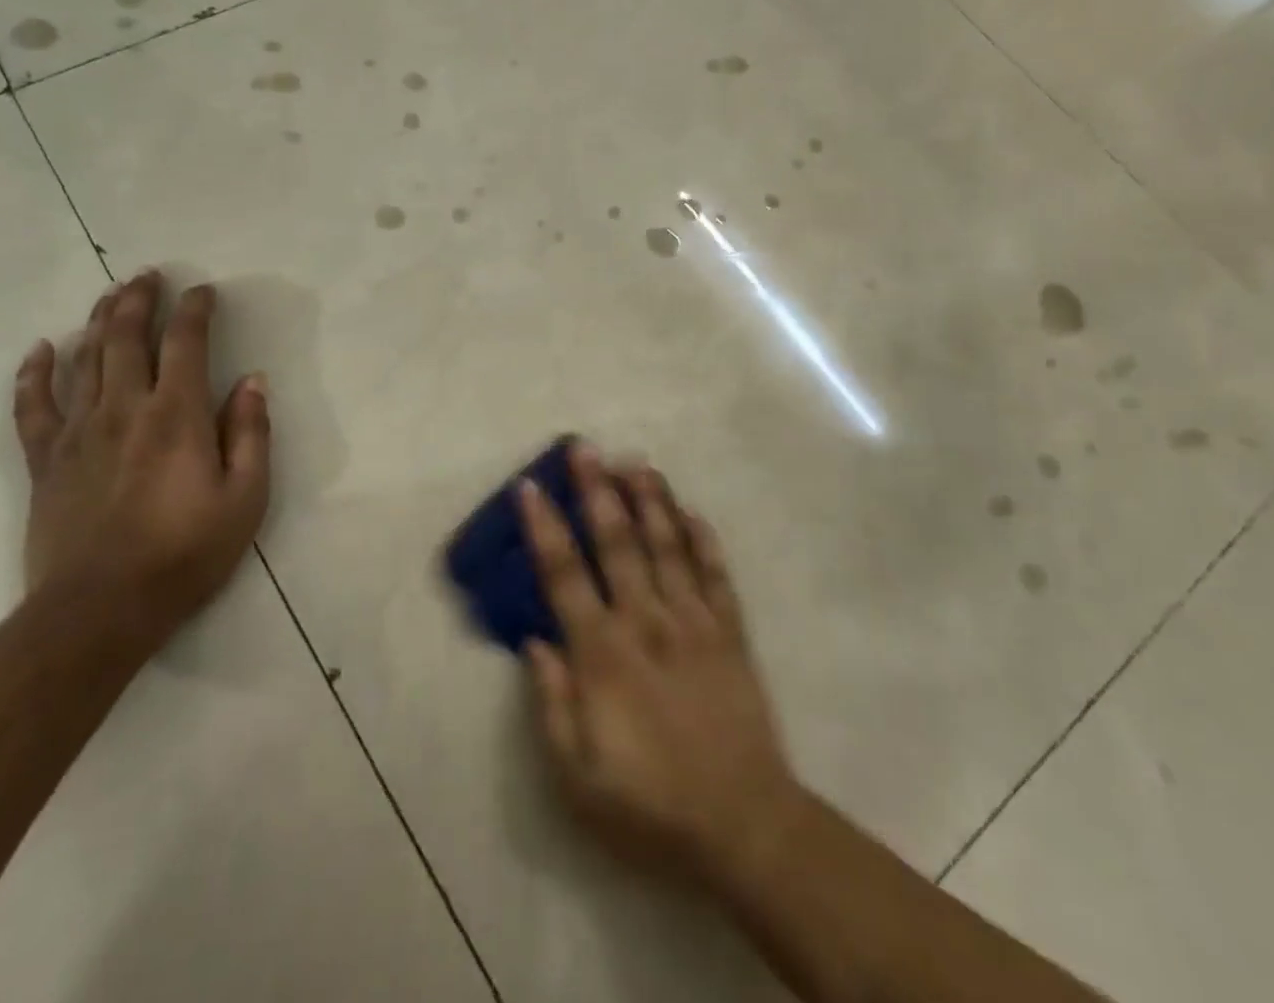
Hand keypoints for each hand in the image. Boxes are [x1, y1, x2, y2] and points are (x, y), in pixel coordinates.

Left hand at [12, 271, 270, 646]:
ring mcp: (78, 432)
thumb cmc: (186, 553)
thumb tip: (253, 381)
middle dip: (140, 299)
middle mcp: (125, 409)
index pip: (186, 343)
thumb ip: (251, 434)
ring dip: (99, 321)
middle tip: (149, 275)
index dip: (196, 310)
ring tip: (111, 295)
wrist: (100, 611)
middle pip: (127, 337)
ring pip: (85, 359)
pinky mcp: (44, 460)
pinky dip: (35, 373)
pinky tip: (41, 349)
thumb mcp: (246, 498)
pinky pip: (33, 406)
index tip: (205, 291)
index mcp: (177, 415)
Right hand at [519, 444, 804, 888]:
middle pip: (617, 542)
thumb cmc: (649, 804)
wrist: (744, 826)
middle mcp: (647, 621)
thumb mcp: (577, 776)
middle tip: (586, 447)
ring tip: (636, 462)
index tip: (530, 487)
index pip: (564, 574)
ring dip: (650, 500)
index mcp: (603, 652)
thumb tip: (534, 640)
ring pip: (667, 545)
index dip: (544, 527)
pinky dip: (704, 540)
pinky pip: (716, 574)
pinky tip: (693, 511)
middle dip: (598, 490)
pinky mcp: (731, 632)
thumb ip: (552, 704)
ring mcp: (694, 621)